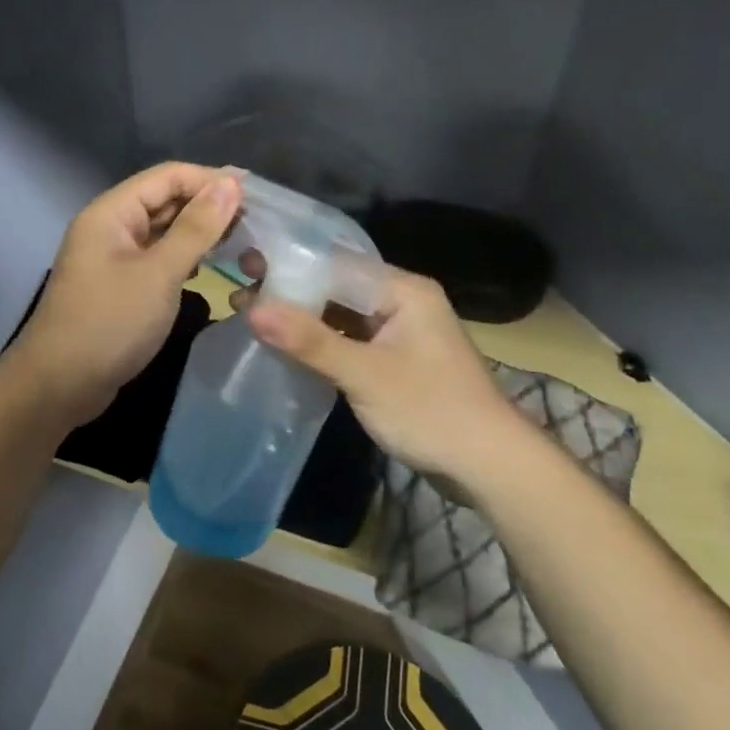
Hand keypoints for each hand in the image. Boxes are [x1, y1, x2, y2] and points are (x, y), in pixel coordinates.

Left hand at [7, 163, 242, 428]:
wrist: (61, 384)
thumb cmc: (110, 322)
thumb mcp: (159, 273)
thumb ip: (196, 228)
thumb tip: (231, 184)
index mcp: (112, 212)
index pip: (168, 176)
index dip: (211, 180)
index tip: (256, 195)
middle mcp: (110, 227)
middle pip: (165, 202)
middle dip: (208, 207)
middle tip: (257, 223)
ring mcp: (113, 259)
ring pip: (163, 233)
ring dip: (200, 235)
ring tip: (244, 243)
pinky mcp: (120, 287)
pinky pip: (157, 260)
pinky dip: (185, 260)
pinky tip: (212, 269)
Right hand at [244, 266, 523, 479]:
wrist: (490, 465)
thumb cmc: (431, 411)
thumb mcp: (365, 375)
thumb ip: (309, 340)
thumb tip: (252, 308)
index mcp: (402, 290)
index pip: (335, 263)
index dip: (288, 263)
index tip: (244, 264)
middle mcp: (402, 301)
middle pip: (336, 286)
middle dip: (290, 290)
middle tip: (239, 291)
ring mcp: (399, 331)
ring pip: (340, 313)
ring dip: (301, 317)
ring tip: (251, 316)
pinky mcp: (395, 359)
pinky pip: (349, 338)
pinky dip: (319, 341)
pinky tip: (285, 346)